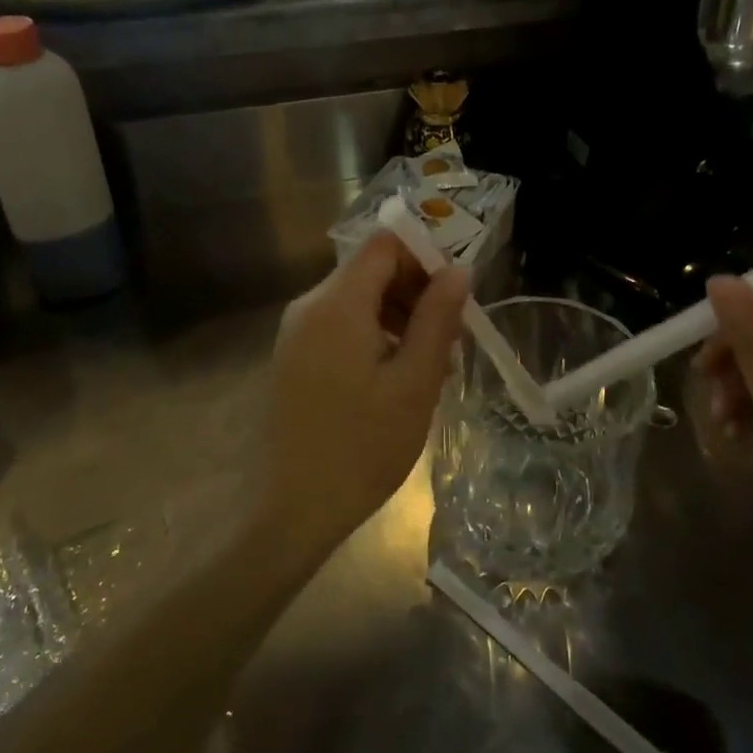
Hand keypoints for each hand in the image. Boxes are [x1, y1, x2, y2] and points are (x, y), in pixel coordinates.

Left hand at [266, 233, 468, 550]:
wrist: (295, 508)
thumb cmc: (364, 446)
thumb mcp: (415, 382)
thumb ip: (438, 318)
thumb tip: (459, 268)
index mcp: (337, 304)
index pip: (385, 245)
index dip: (425, 257)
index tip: (455, 295)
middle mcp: (309, 306)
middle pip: (370, 270)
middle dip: (415, 292)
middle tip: (451, 340)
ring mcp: (295, 332)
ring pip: (356, 299)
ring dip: (398, 317)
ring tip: (429, 365)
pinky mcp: (292, 357)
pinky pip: (339, 326)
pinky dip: (373, 336)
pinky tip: (394, 378)